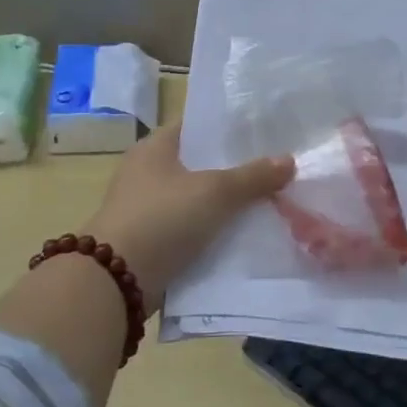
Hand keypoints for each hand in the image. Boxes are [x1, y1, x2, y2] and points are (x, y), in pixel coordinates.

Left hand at [83, 123, 292, 301]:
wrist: (116, 281)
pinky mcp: (151, 240)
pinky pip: (190, 228)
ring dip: (225, 202)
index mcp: (154, 147)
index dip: (227, 127)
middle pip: (199, 162)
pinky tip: (243, 233)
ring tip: (268, 199)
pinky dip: (212, 230)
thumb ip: (252, 176)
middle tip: (274, 167)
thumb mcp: (214, 192)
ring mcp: (146, 207)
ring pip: (196, 198)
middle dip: (233, 167)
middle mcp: (146, 171)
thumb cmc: (162, 218)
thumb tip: (289, 160)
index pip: (195, 125)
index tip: (262, 131)